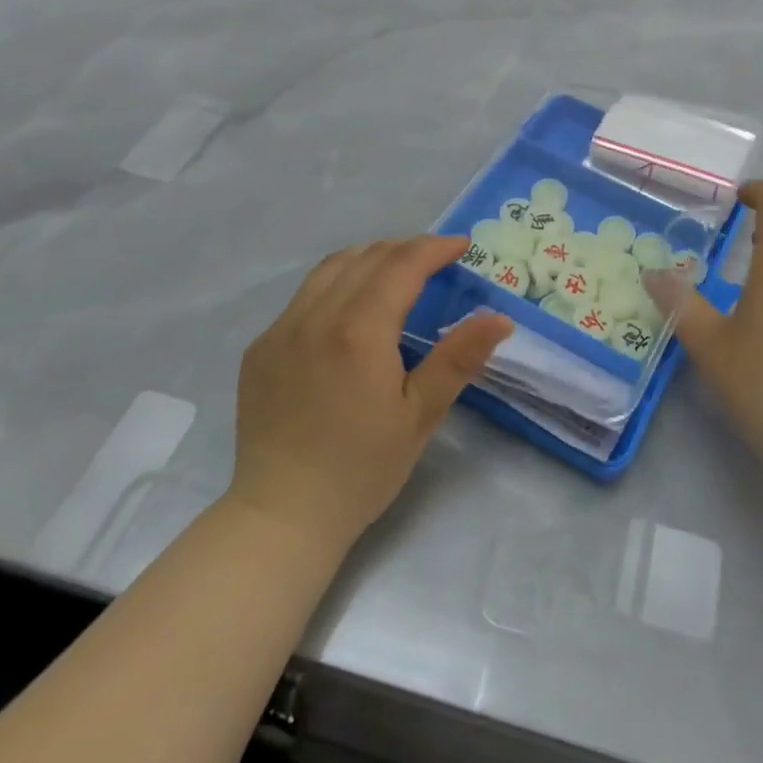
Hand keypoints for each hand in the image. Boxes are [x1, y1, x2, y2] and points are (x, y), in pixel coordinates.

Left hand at [228, 236, 513, 548]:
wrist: (280, 516)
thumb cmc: (361, 469)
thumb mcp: (421, 415)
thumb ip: (459, 358)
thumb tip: (500, 317)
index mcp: (359, 330)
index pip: (402, 264)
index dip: (435, 247)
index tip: (462, 246)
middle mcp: (316, 316)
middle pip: (367, 256)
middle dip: (407, 248)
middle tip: (436, 258)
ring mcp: (281, 329)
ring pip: (331, 267)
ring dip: (370, 257)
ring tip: (397, 269)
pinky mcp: (261, 347)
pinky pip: (304, 295)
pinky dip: (337, 283)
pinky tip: (350, 308)